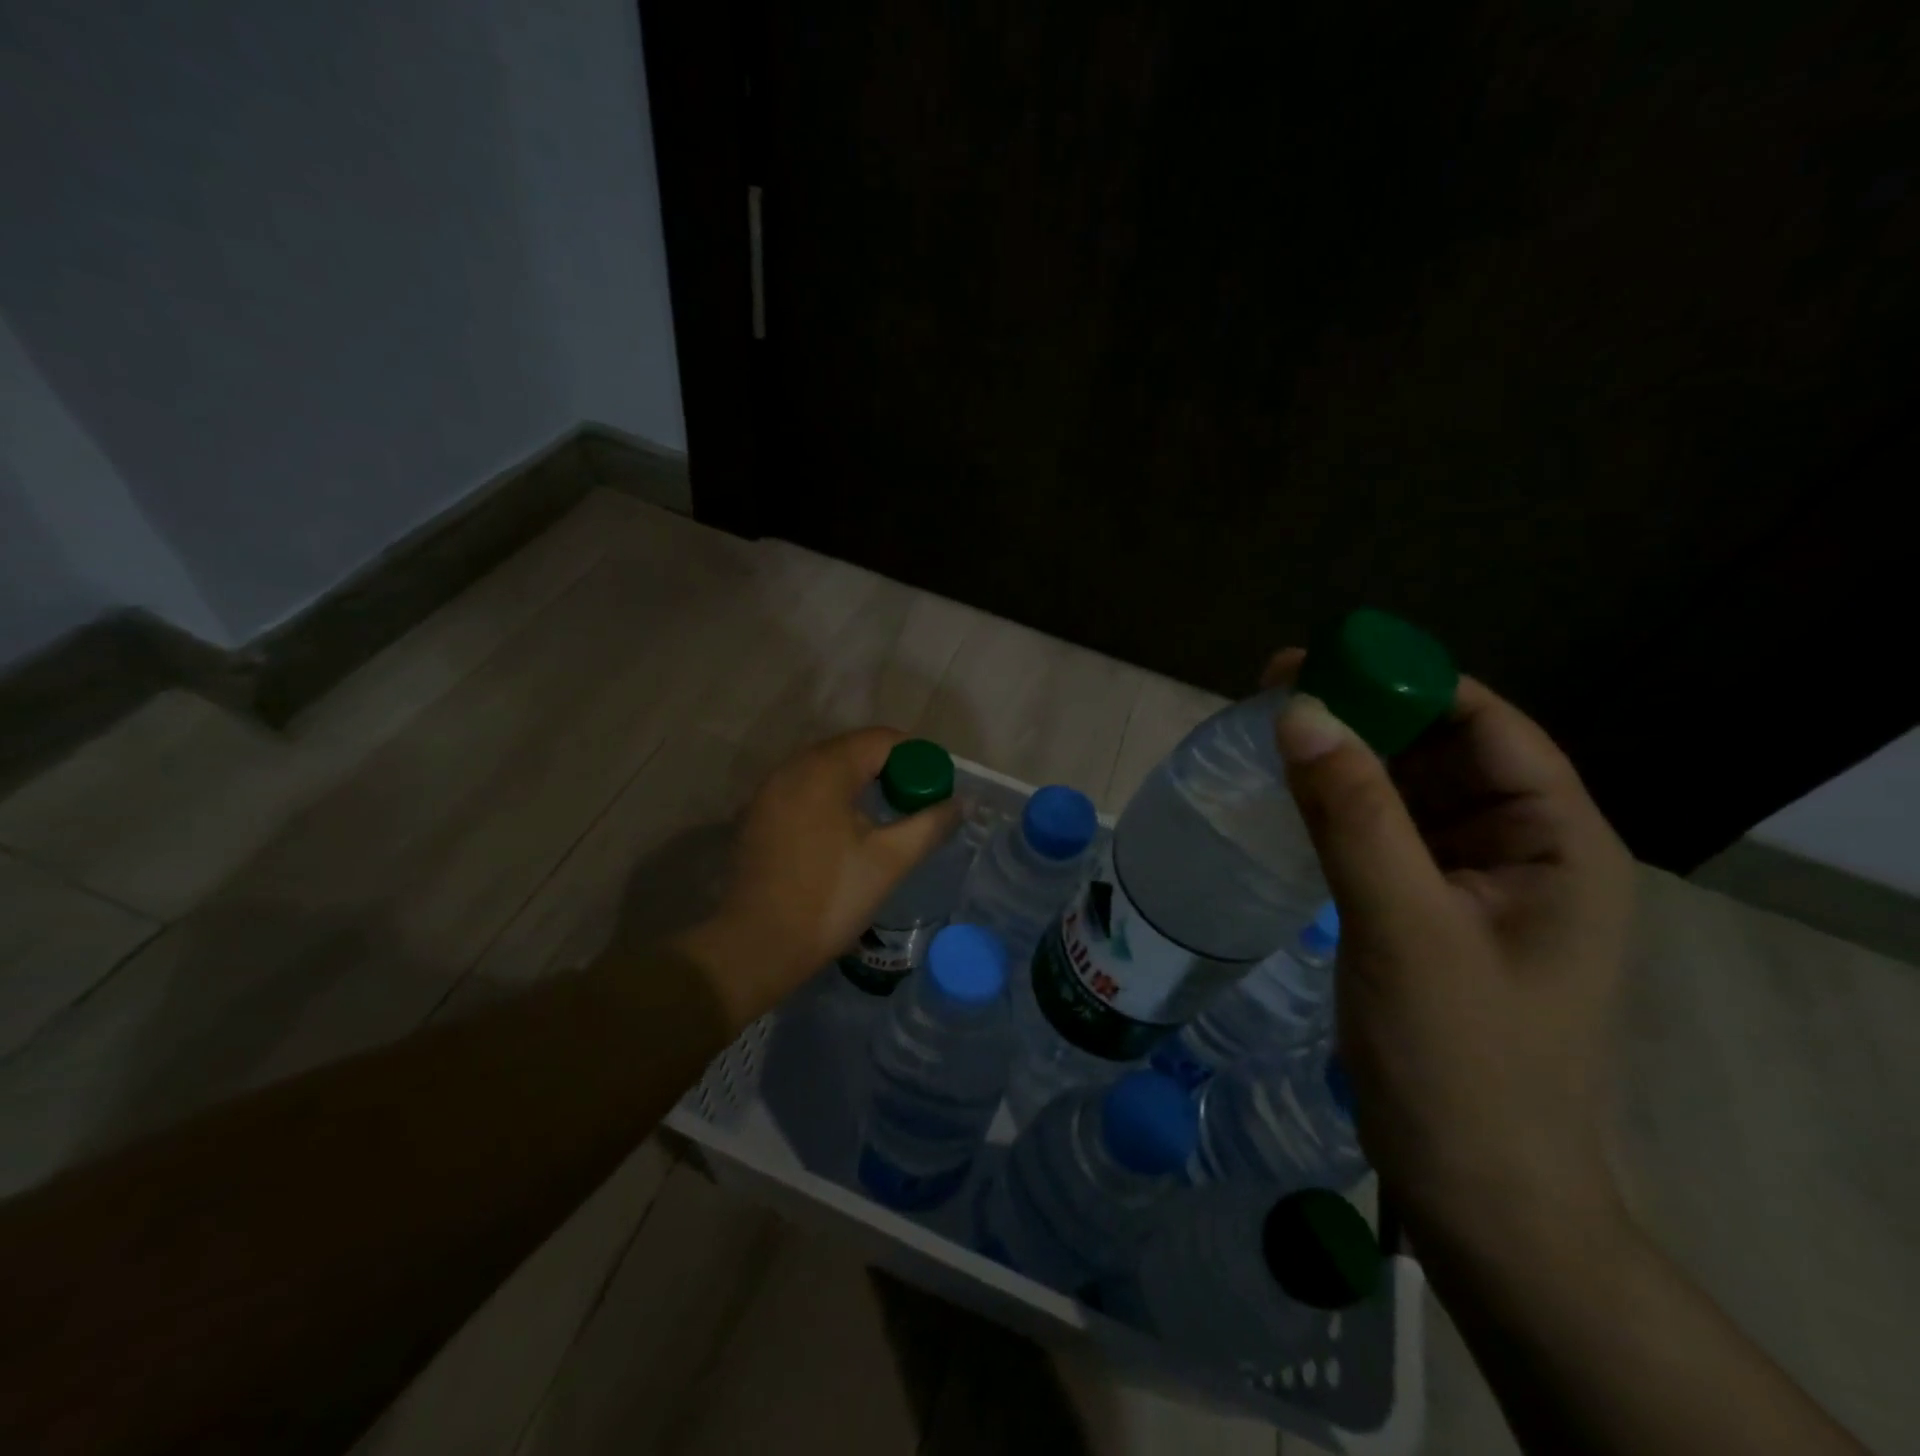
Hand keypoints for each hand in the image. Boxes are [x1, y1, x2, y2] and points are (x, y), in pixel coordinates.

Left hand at [675, 728, 961, 1026]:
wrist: (758, 946)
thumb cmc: (831, 898)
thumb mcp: (890, 860)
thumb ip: (931, 824)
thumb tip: (964, 802)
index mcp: (824, 770)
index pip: (880, 740)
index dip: (915, 758)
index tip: (934, 789)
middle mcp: (792, 767)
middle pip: (851, 750)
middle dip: (889, 769)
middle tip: (914, 804)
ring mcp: (768, 790)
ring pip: (825, 769)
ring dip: (859, 783)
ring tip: (883, 817)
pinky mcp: (756, 814)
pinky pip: (803, 789)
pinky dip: (830, 798)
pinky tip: (842, 833)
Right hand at [1263, 649, 1634, 1246]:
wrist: (1472, 1191)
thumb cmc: (1459, 1062)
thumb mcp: (1404, 928)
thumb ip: (1353, 815)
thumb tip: (1300, 710)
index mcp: (1559, 844)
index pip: (1489, 728)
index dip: (1407, 683)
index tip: (1320, 662)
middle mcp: (1526, 852)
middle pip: (1444, 753)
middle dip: (1366, 718)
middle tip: (1274, 694)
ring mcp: (1475, 884)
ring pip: (1408, 793)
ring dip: (1347, 762)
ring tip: (1270, 736)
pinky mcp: (1429, 912)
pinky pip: (1385, 836)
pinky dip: (1339, 810)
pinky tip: (1289, 799)